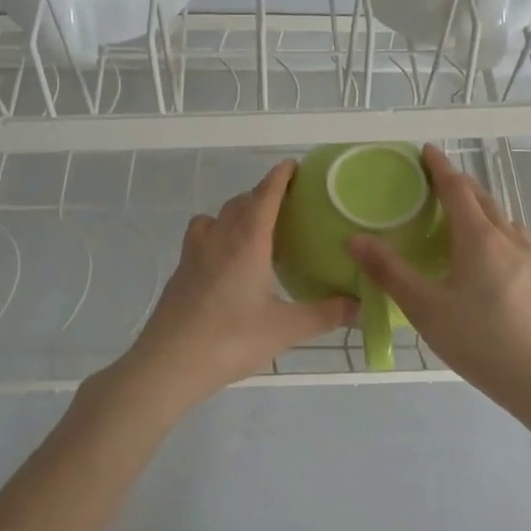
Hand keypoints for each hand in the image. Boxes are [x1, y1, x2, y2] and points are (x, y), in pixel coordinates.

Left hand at [109, 161, 354, 411]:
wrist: (168, 364)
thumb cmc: (230, 340)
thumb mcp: (286, 329)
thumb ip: (326, 314)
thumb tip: (362, 305)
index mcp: (247, 242)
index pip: (265, 195)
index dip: (280, 177)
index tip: (294, 166)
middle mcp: (219, 238)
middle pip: (241, 202)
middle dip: (263, 195)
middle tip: (287, 204)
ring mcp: (194, 254)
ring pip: (216, 217)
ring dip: (236, 212)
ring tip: (256, 230)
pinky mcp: (180, 272)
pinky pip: (201, 237)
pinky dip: (217, 234)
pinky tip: (227, 261)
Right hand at [348, 144, 530, 401]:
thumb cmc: (479, 340)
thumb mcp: (425, 308)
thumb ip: (389, 272)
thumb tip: (355, 238)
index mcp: (479, 238)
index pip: (457, 188)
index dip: (440, 167)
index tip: (426, 150)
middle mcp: (508, 238)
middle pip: (483, 198)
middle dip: (460, 184)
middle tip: (437, 181)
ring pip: (503, 218)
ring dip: (481, 207)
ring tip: (462, 215)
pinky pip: (515, 238)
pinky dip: (496, 230)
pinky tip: (491, 253)